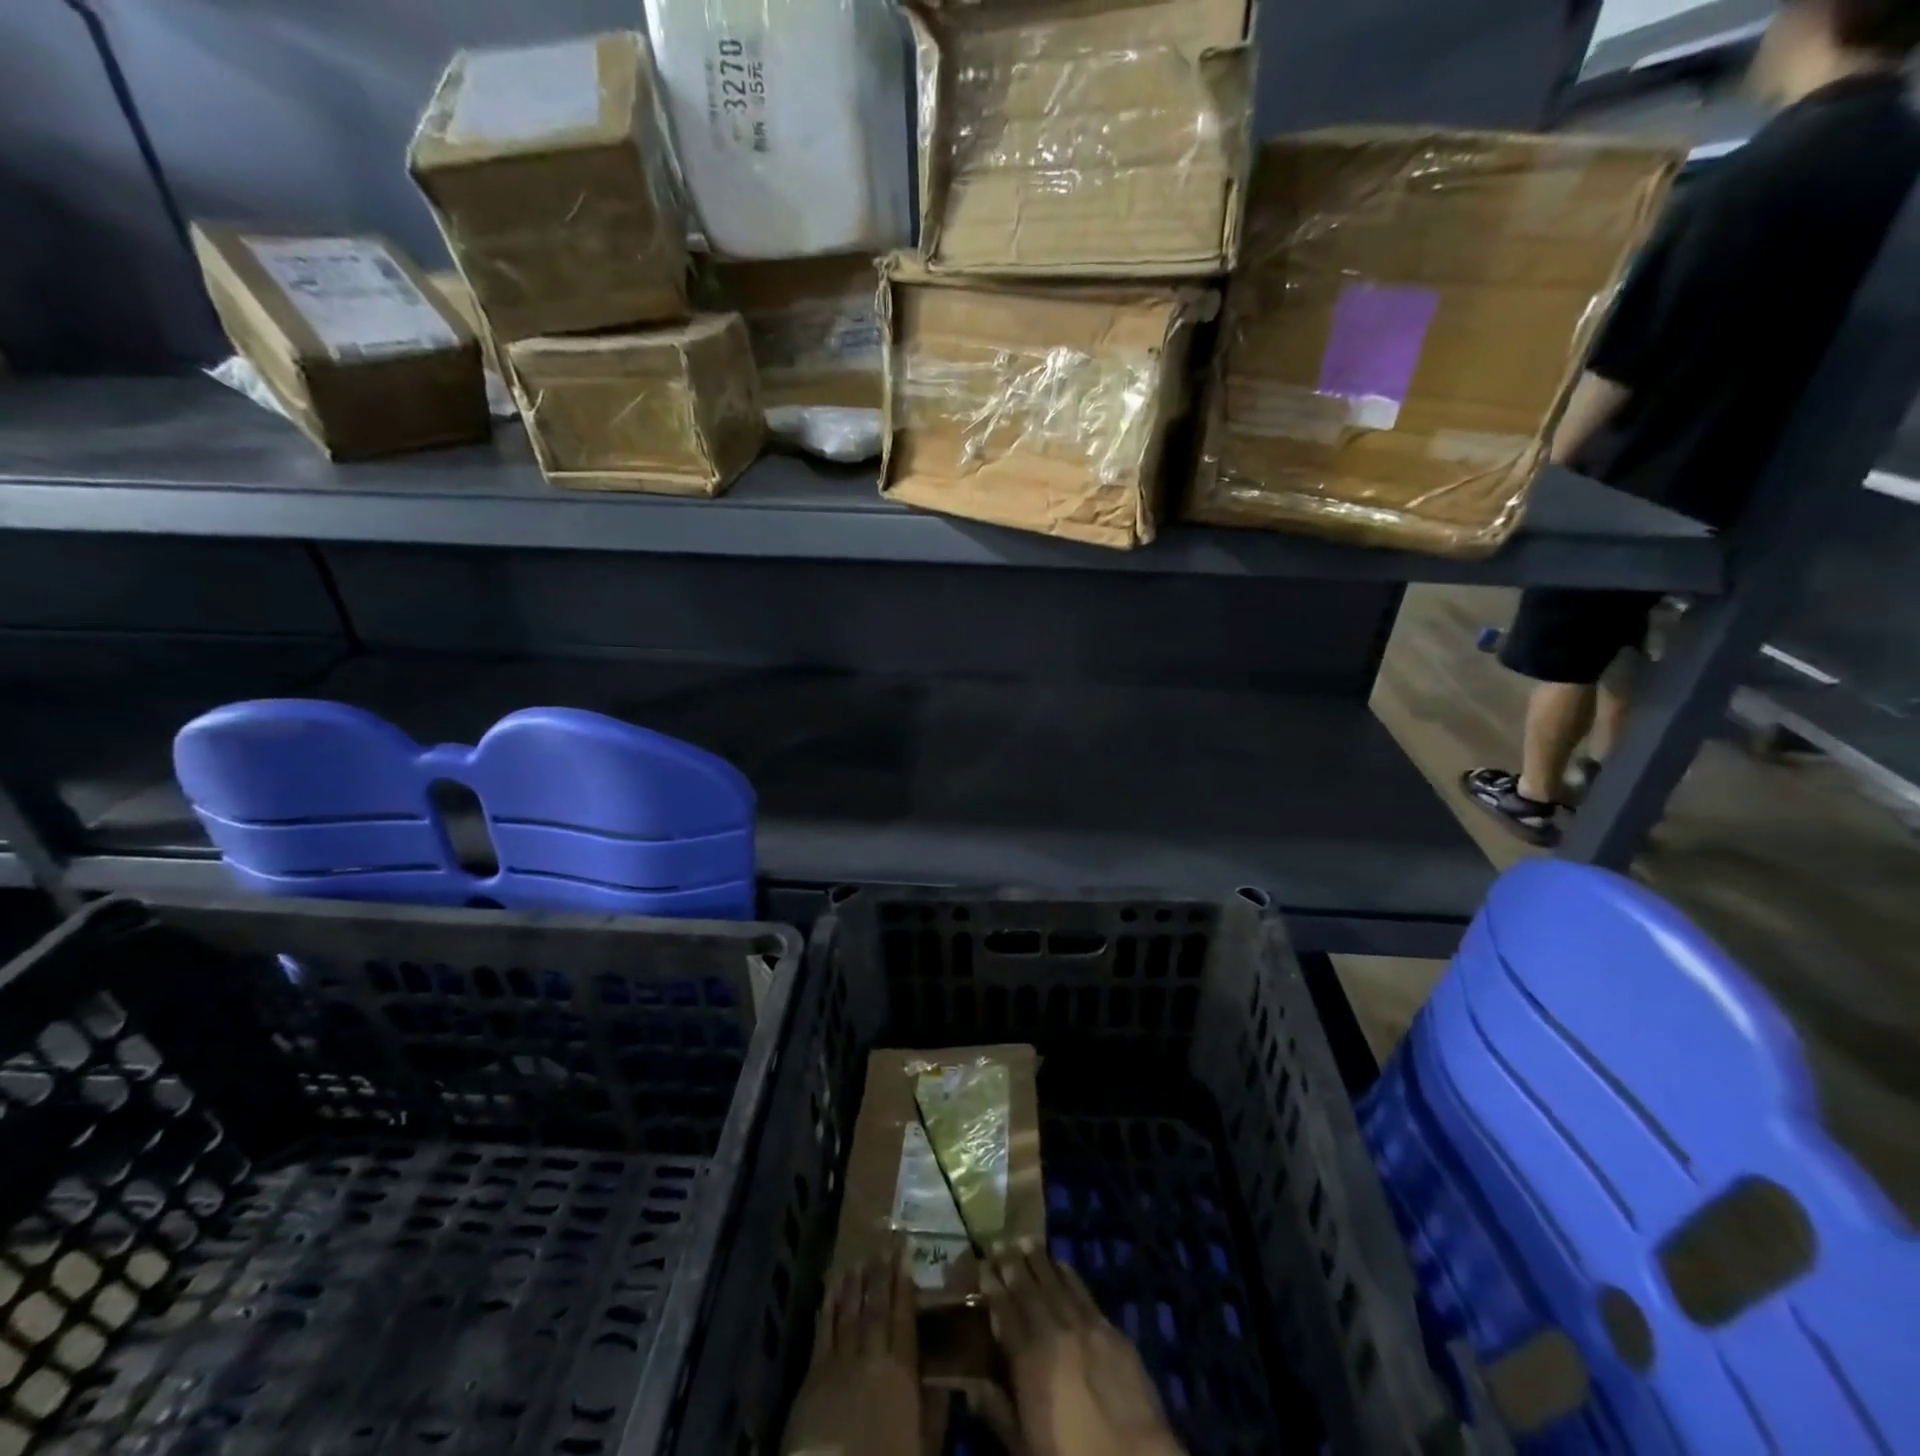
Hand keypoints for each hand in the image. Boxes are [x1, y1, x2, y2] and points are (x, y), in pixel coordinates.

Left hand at [782, 1250, 922, 1455]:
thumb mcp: (923, 1448)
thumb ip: (935, 1413)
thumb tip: (950, 1384)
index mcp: (902, 1373)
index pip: (904, 1318)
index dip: (904, 1284)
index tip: (905, 1253)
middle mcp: (872, 1358)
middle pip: (877, 1308)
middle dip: (881, 1275)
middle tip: (883, 1244)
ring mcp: (840, 1363)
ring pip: (850, 1313)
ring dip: (854, 1285)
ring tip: (858, 1259)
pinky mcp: (813, 1375)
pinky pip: (823, 1331)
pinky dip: (827, 1306)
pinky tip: (830, 1288)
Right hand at [984, 1245, 1186, 1455]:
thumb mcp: (1024, 1448)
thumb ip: (997, 1412)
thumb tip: (970, 1384)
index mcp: (1028, 1360)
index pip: (1004, 1312)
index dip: (991, 1287)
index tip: (981, 1265)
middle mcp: (1054, 1332)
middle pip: (1028, 1291)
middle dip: (1012, 1265)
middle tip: (1000, 1242)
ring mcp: (1085, 1327)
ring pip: (1056, 1284)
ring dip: (1039, 1261)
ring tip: (1026, 1241)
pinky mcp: (1111, 1331)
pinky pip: (1084, 1293)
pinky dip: (1070, 1275)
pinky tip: (1062, 1264)